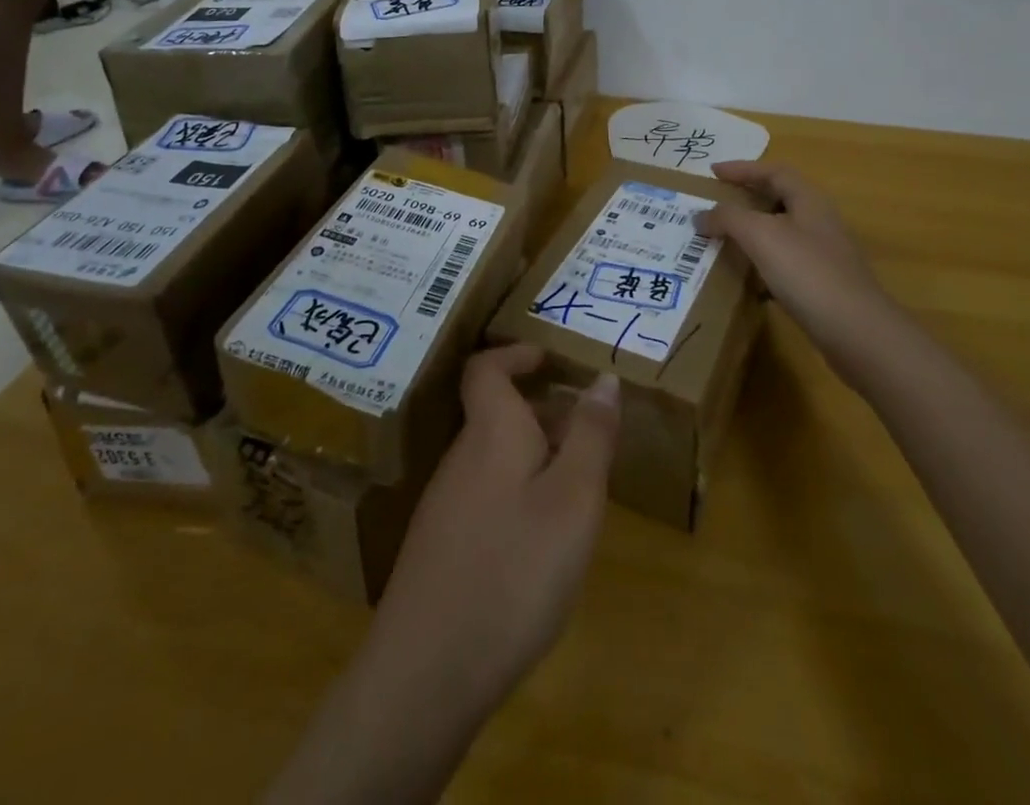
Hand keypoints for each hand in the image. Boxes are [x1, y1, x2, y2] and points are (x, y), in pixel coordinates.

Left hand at [367, 344, 620, 711]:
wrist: (426, 675)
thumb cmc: (514, 572)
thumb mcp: (574, 499)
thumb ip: (591, 435)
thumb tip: (603, 378)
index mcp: (491, 433)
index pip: (486, 369)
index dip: (515, 354)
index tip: (549, 359)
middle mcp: (461, 458)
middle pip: (496, 415)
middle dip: (542, 412)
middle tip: (588, 432)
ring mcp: (445, 505)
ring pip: (494, 457)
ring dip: (534, 456)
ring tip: (577, 488)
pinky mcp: (440, 548)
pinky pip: (485, 496)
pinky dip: (517, 494)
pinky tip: (540, 542)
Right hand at [696, 161, 895, 380]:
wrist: (855, 330)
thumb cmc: (807, 272)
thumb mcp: (760, 235)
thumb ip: (728, 218)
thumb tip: (700, 215)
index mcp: (809, 200)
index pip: (773, 172)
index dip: (742, 168)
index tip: (712, 172)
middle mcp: (819, 221)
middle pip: (779, 199)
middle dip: (746, 199)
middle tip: (716, 204)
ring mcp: (824, 254)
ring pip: (781, 232)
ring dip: (752, 232)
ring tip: (723, 239)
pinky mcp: (822, 284)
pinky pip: (785, 263)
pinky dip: (762, 263)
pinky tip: (746, 279)